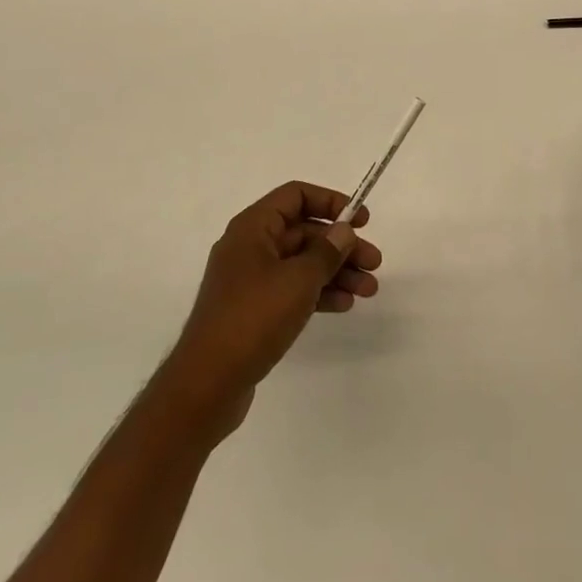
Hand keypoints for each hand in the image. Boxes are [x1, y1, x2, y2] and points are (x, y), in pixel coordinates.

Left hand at [159, 181, 382, 440]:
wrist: (206, 385)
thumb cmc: (252, 319)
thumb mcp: (297, 280)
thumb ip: (325, 252)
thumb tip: (343, 231)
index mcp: (253, 227)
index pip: (296, 196)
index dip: (330, 202)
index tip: (361, 220)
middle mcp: (250, 246)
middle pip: (303, 232)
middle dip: (340, 245)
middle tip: (374, 263)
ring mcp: (250, 280)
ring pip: (301, 263)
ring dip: (336, 272)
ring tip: (368, 290)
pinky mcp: (253, 310)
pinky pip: (292, 289)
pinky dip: (318, 293)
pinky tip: (344, 305)